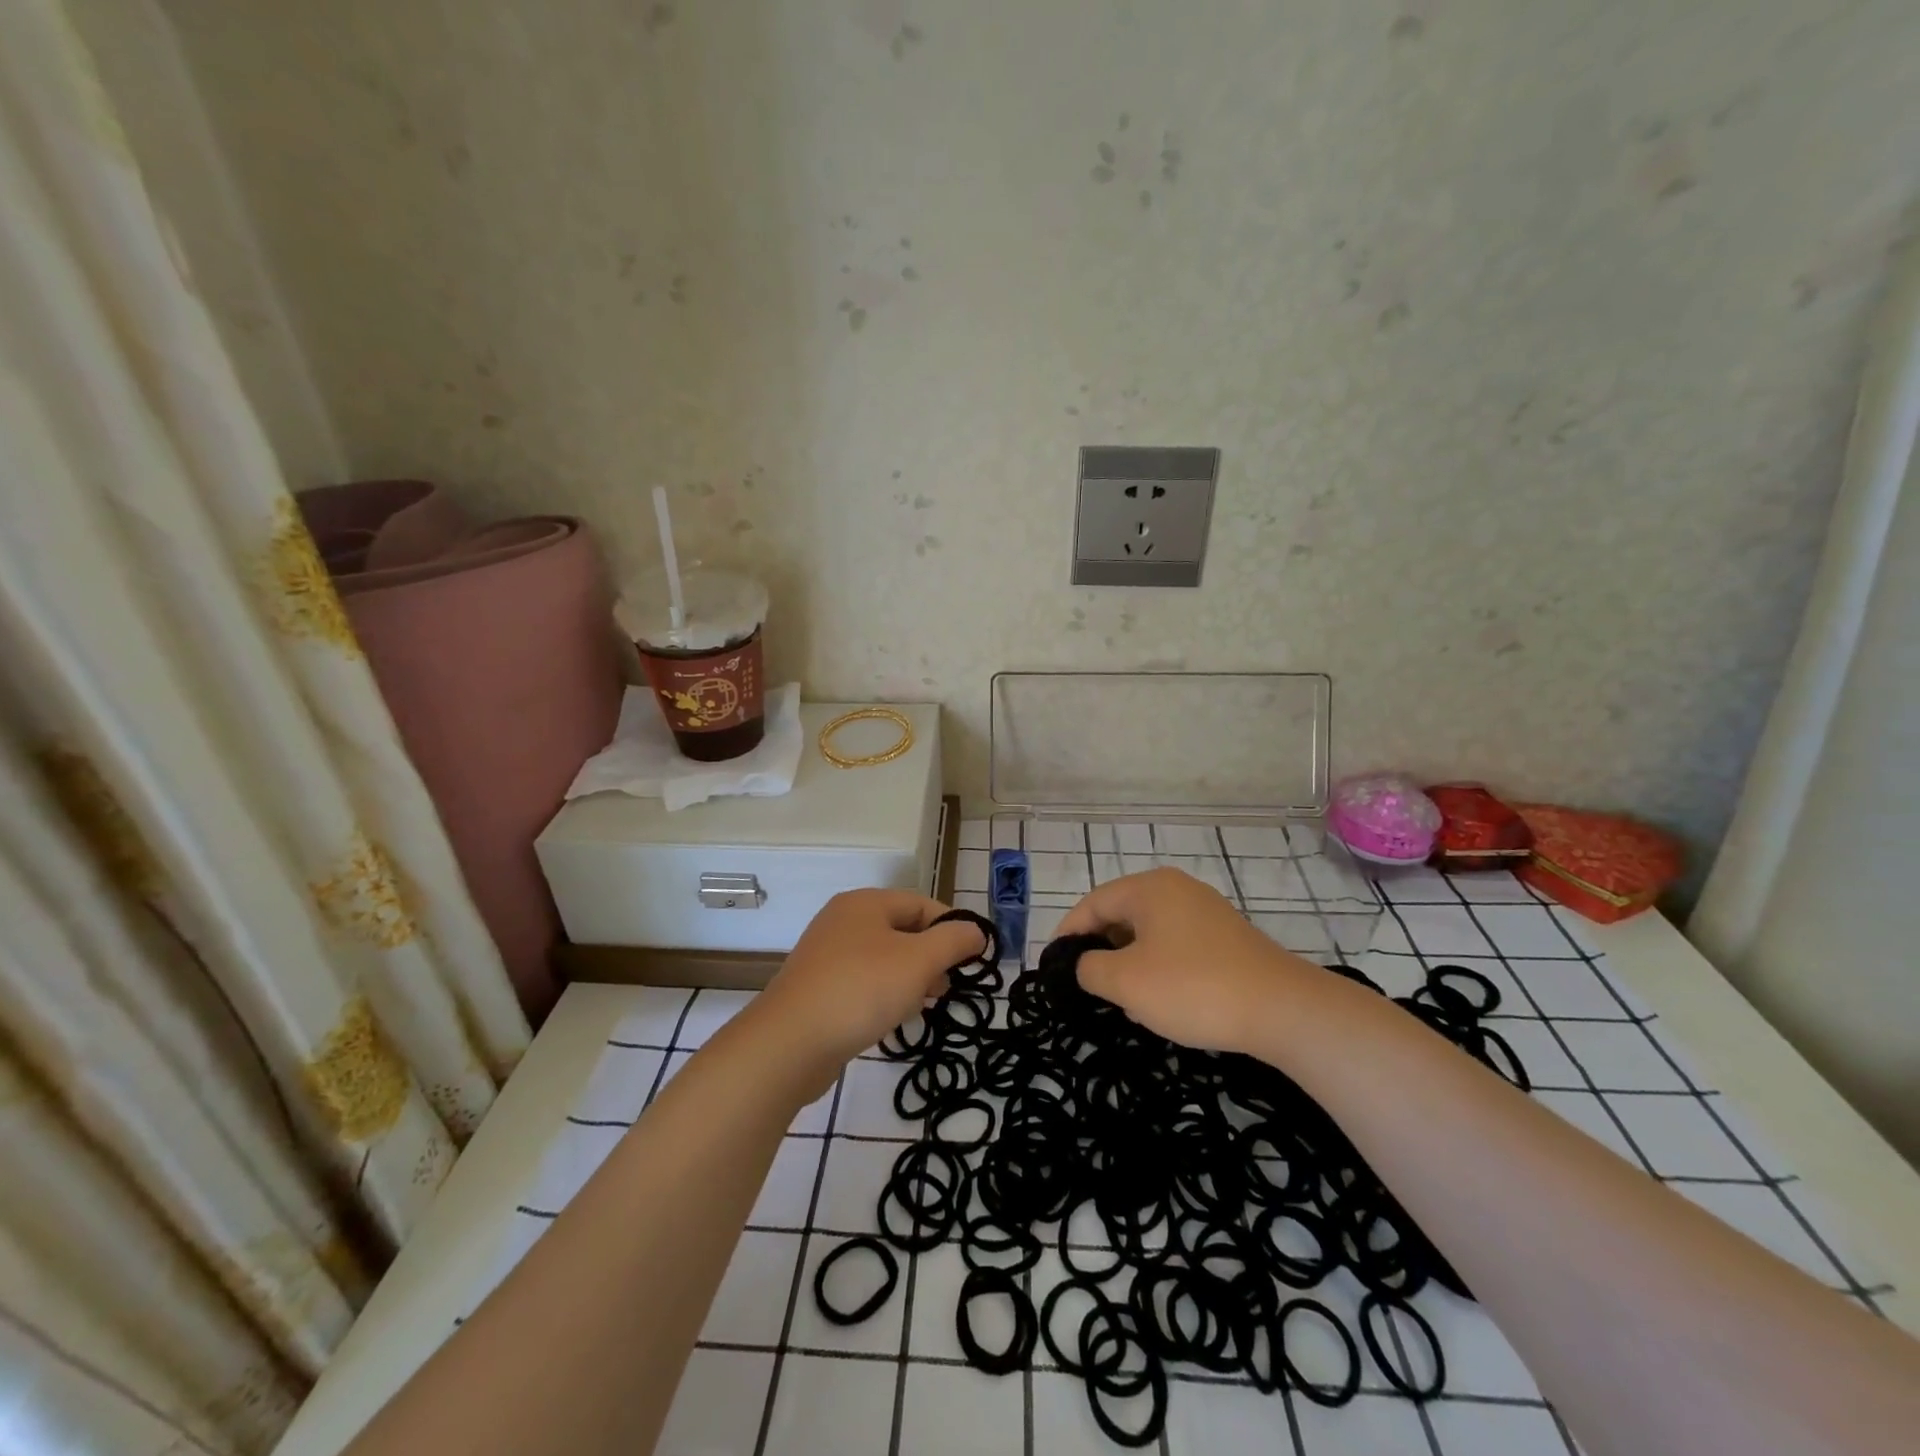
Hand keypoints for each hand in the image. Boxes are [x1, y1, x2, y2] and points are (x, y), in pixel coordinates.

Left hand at [753, 889, 985, 1074]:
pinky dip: (884, 994)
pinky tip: (893, 1019)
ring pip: (884, 958)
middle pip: (902, 930)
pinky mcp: (818, 987)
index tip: (972, 960)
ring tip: (925, 1005)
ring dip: (910, 978)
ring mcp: (827, 955)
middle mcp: (844, 920)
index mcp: (865, 903)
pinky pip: (863, 981)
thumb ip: (953, 941)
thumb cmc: (861, 990)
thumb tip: (976, 931)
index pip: (922, 904)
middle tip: (948, 986)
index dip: (952, 927)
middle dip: (932, 956)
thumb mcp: (918, 961)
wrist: (789, 1043)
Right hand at [1055, 868, 1325, 1054]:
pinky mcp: (1226, 937)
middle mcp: (1176, 888)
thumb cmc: (1193, 987)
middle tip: (1089, 987)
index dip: (1068, 934)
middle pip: (1121, 915)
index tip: (1054, 966)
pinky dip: (1159, 968)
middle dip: (1101, 951)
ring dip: (1130, 964)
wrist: (1282, 1009)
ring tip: (1126, 1002)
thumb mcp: (1127, 982)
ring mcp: (1205, 911)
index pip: (1092, 903)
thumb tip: (1084, 965)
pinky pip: (1176, 945)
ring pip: (1149, 933)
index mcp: (1148, 888)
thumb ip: (1089, 969)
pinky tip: (1163, 1002)